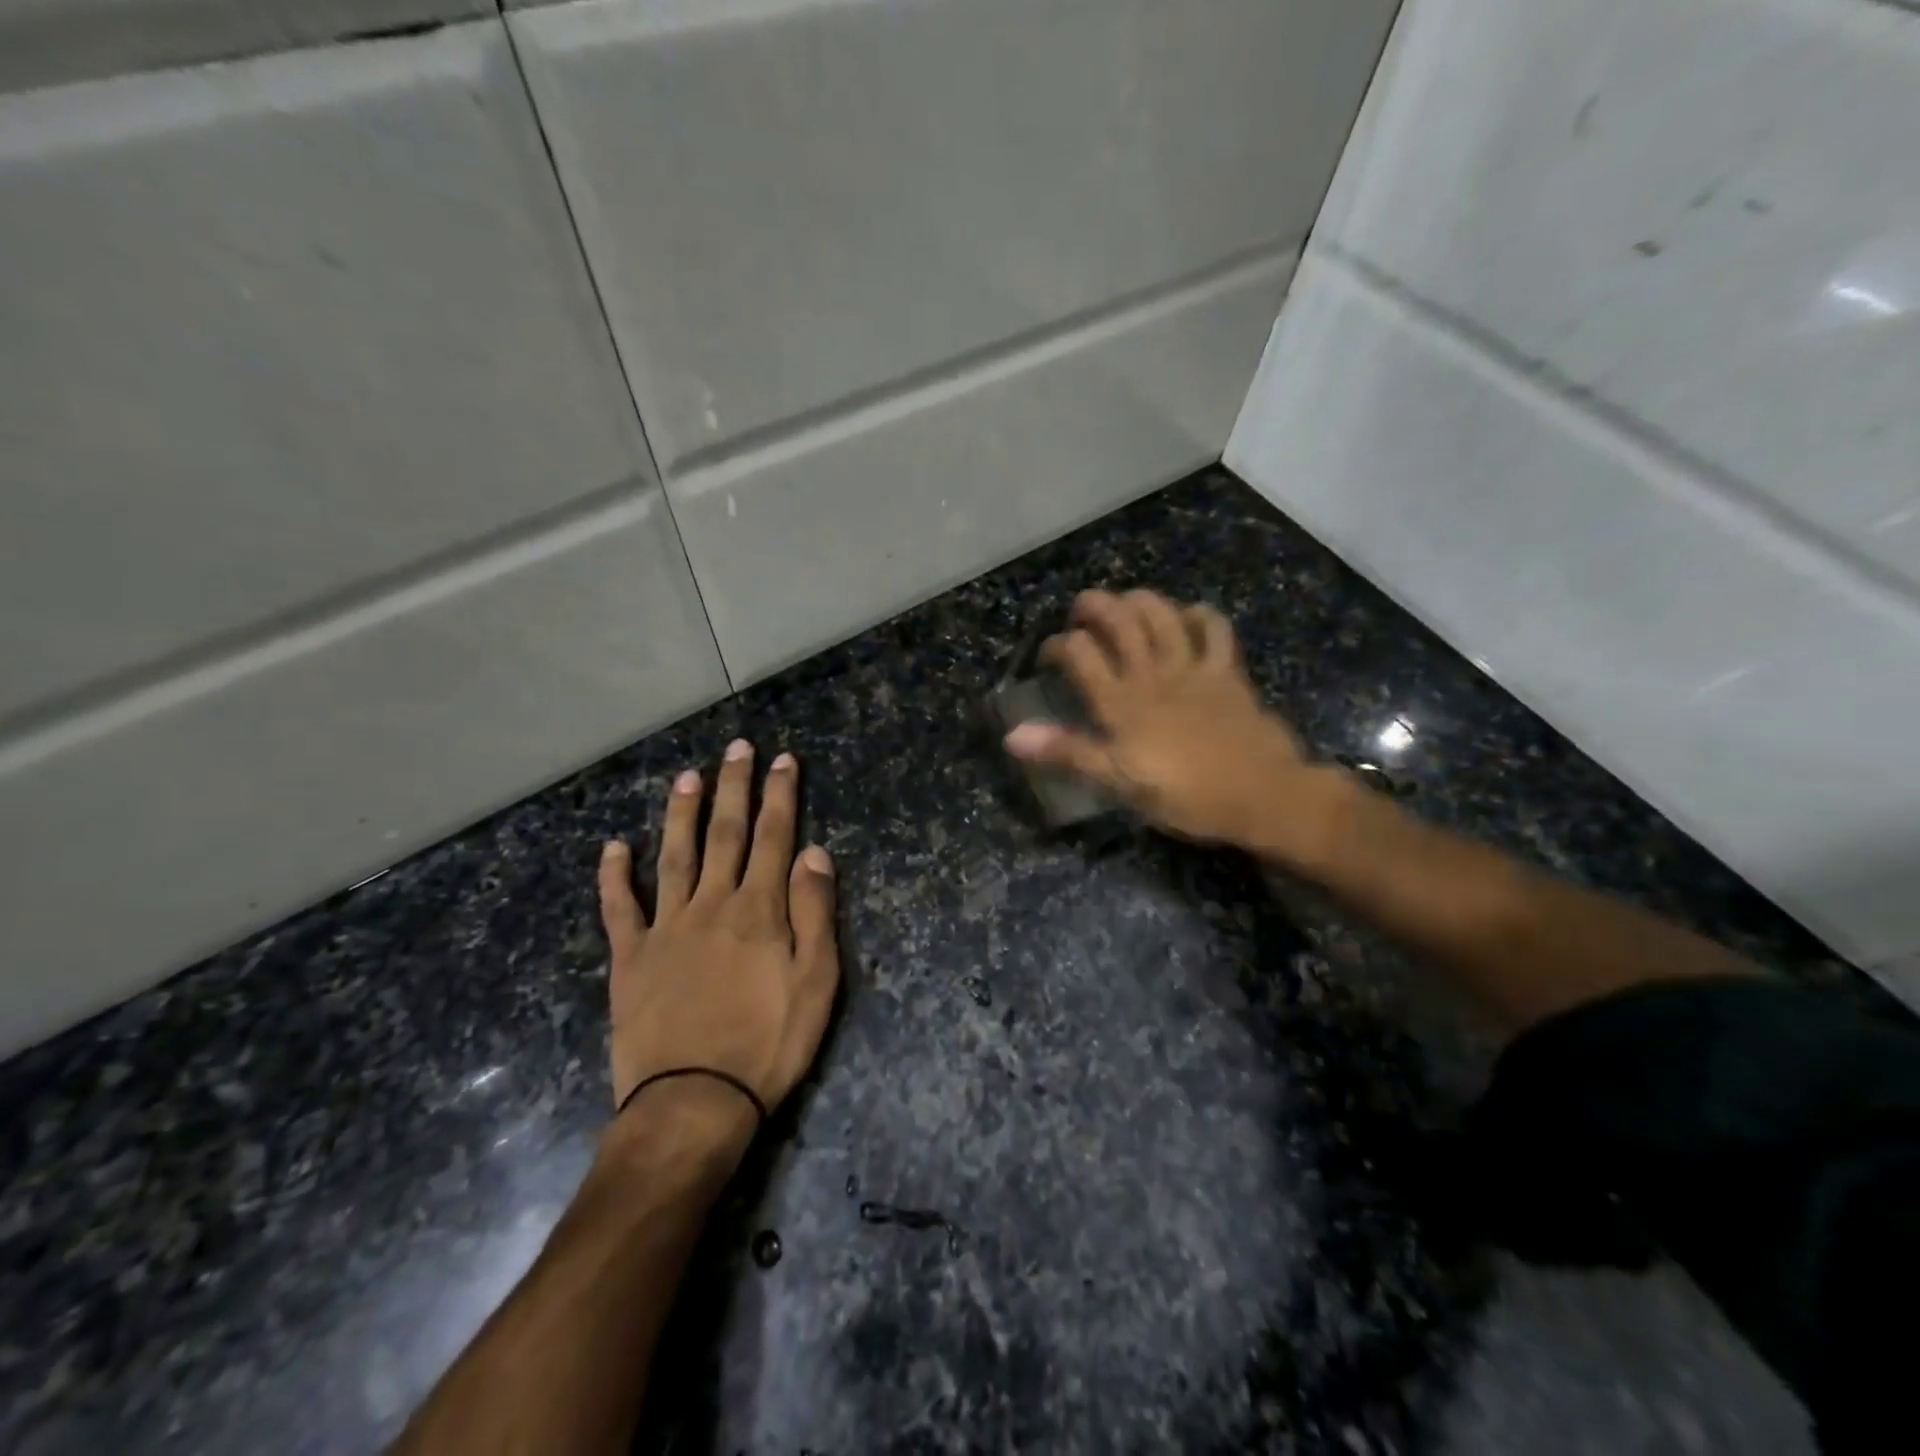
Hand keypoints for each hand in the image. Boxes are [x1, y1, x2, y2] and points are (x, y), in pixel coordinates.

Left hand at [597, 740, 839, 1120]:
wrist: (694, 1102)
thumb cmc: (768, 1043)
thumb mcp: (816, 981)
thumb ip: (814, 912)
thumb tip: (814, 852)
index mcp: (758, 909)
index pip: (773, 837)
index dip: (780, 795)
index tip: (783, 760)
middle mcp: (712, 904)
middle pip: (725, 834)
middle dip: (734, 787)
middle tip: (737, 747)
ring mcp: (666, 928)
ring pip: (674, 857)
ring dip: (681, 814)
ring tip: (686, 777)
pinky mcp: (631, 958)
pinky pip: (619, 909)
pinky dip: (614, 876)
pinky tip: (613, 848)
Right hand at [1004, 590, 1338, 860]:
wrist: (1262, 796)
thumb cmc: (1185, 796)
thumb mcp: (1118, 783)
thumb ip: (1068, 753)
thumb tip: (1012, 736)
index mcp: (1122, 703)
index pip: (1080, 653)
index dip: (1059, 645)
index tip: (1050, 656)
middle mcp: (1153, 675)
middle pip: (1120, 621)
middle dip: (1096, 606)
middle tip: (1082, 608)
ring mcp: (1194, 669)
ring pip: (1162, 615)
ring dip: (1140, 600)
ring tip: (1126, 601)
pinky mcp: (1227, 672)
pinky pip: (1214, 629)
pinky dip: (1199, 615)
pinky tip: (1188, 617)